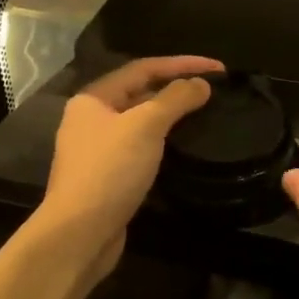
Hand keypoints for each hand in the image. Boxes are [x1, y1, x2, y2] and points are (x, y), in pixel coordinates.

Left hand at [38, 55, 222, 287]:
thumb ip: (176, 99)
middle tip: (213, 89)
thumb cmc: (110, 171)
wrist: (79, 234)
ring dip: (172, 115)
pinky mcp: (108, 177)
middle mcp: (91, 119)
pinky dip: (164, 141)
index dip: (182, 64)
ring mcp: (98, 150)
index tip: (218, 67)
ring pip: (142, 122)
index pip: (144, 68)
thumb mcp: (146, 126)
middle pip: (141, 93)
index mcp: (93, 99)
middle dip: (177, 87)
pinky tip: (184, 146)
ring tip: (205, 113)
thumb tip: (201, 84)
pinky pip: (141, 147)